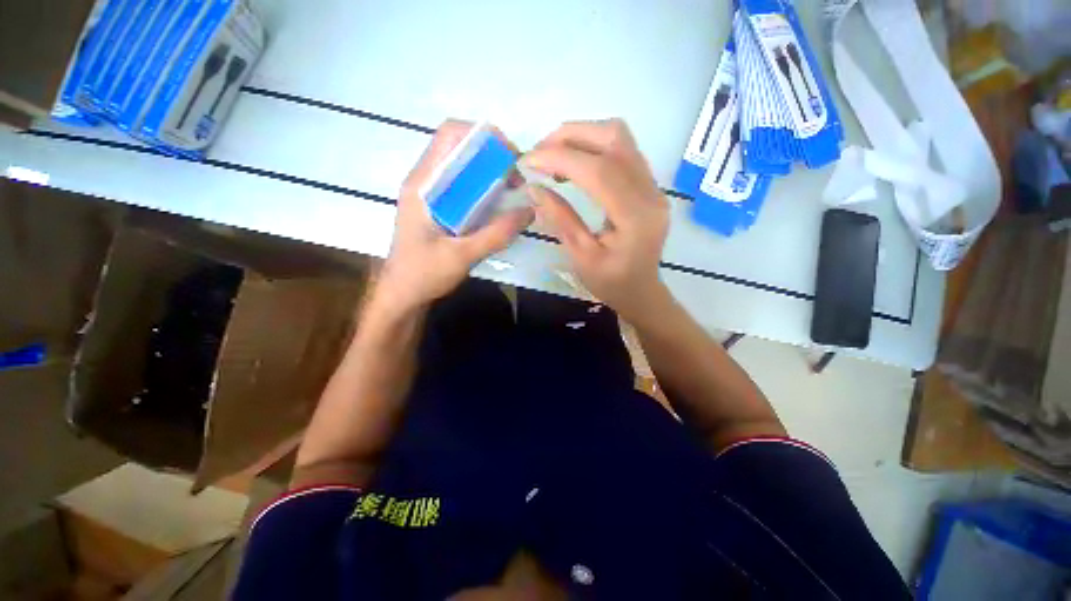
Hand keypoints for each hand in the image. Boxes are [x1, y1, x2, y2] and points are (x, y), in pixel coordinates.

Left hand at [376, 120, 533, 312]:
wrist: (403, 294)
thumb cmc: (424, 274)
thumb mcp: (462, 256)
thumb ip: (496, 234)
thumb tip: (530, 211)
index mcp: (423, 184)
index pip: (450, 135)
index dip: (484, 137)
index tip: (511, 159)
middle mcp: (425, 181)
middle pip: (459, 147)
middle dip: (492, 156)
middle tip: (517, 179)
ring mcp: (431, 194)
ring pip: (463, 167)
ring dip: (490, 172)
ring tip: (513, 191)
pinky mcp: (438, 207)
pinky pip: (464, 186)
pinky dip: (484, 188)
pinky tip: (499, 206)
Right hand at [523, 119, 670, 321]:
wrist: (642, 291)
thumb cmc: (611, 283)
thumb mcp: (581, 257)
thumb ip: (560, 219)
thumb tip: (534, 187)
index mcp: (635, 218)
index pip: (598, 171)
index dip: (560, 158)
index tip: (528, 160)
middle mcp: (650, 193)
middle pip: (614, 138)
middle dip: (570, 137)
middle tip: (539, 153)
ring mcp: (653, 185)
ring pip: (619, 137)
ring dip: (581, 137)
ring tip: (553, 157)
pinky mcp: (648, 184)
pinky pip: (622, 150)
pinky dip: (593, 147)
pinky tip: (574, 165)